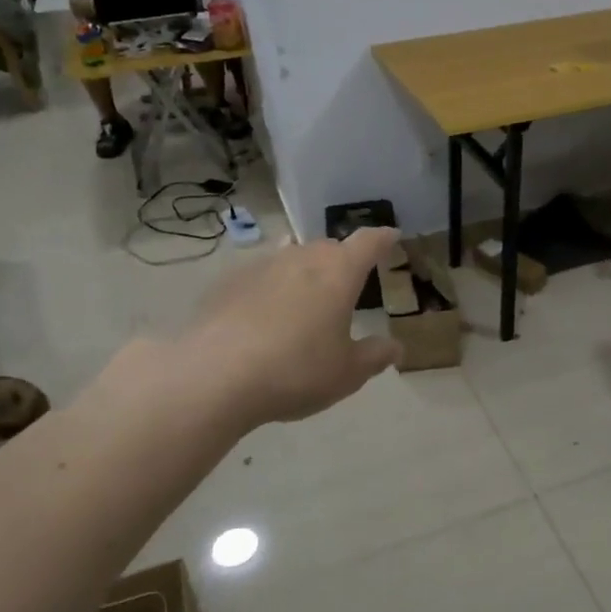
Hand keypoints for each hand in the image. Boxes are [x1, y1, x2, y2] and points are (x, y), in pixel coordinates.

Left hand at [177, 227, 403, 429]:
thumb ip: (374, 356)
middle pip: (329, 247)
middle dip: (341, 260)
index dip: (383, 238)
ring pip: (291, 257)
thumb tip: (395, 347)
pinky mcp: (228, 281)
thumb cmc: (295, 371)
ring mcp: (262, 265)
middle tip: (346, 284)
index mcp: (339, 272)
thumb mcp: (346, 373)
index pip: (369, 242)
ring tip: (305, 296)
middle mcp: (302, 257)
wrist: (214, 375)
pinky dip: (270, 287)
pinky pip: (260, 275)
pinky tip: (262, 314)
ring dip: (303, 271)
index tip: (391, 236)